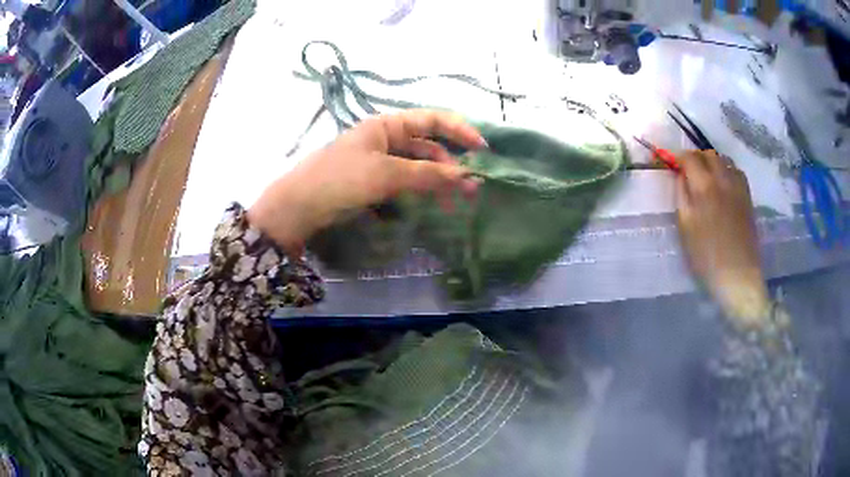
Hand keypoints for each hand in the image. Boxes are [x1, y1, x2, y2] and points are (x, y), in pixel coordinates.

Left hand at [248, 109, 485, 252]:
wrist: (297, 208)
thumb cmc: (339, 180)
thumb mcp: (385, 174)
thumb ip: (427, 174)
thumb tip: (466, 176)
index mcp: (387, 124)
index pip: (433, 119)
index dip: (460, 130)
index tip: (483, 150)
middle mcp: (387, 138)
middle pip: (429, 145)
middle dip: (453, 163)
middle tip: (473, 188)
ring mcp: (381, 160)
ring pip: (420, 166)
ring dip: (440, 180)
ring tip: (457, 202)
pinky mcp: (375, 182)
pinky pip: (407, 182)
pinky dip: (422, 191)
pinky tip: (434, 204)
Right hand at [676, 150, 769, 326]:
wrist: (738, 275)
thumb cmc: (706, 257)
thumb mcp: (686, 228)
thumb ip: (682, 197)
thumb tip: (680, 177)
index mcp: (704, 186)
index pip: (690, 158)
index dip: (679, 158)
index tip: (673, 165)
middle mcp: (723, 179)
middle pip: (709, 154)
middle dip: (697, 158)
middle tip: (689, 171)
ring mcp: (738, 187)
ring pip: (725, 160)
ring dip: (713, 163)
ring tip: (708, 177)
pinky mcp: (748, 197)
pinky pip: (737, 172)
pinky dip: (728, 171)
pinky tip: (725, 185)